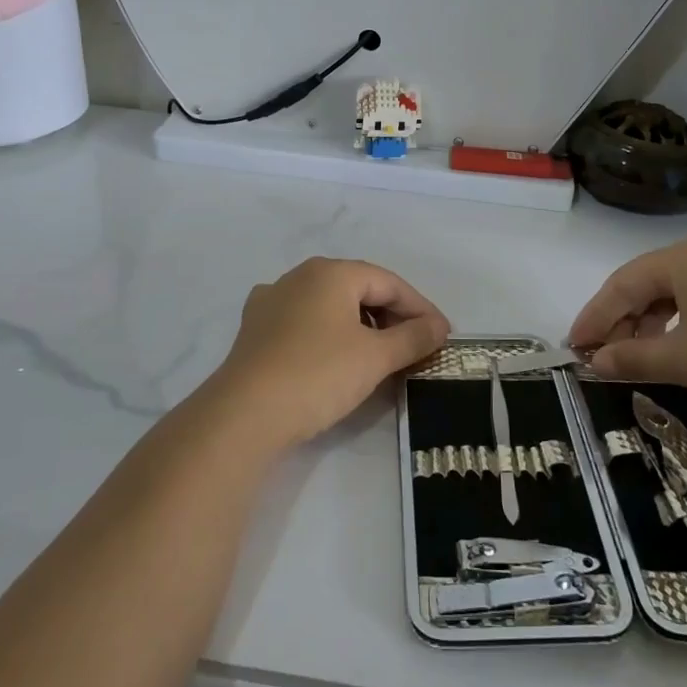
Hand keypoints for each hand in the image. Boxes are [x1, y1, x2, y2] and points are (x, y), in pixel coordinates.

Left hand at [205, 258, 450, 449]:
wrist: (244, 414)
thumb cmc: (318, 374)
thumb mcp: (375, 357)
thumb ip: (413, 337)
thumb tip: (439, 327)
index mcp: (331, 272)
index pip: (389, 282)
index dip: (420, 308)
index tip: (442, 336)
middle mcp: (299, 276)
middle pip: (359, 289)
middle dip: (391, 317)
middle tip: (415, 347)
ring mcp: (272, 301)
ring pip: (330, 306)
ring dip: (361, 327)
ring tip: (380, 356)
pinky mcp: (255, 329)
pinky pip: (304, 323)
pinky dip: (329, 335)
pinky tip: (334, 356)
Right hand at [567, 235, 686, 432]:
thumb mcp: (684, 362)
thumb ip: (631, 357)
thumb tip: (595, 361)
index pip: (623, 283)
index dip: (595, 316)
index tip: (573, 346)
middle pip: (647, 283)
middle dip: (620, 320)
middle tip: (599, 355)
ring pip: (673, 291)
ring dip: (647, 323)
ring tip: (631, 356)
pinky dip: (676, 322)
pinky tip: (669, 347)